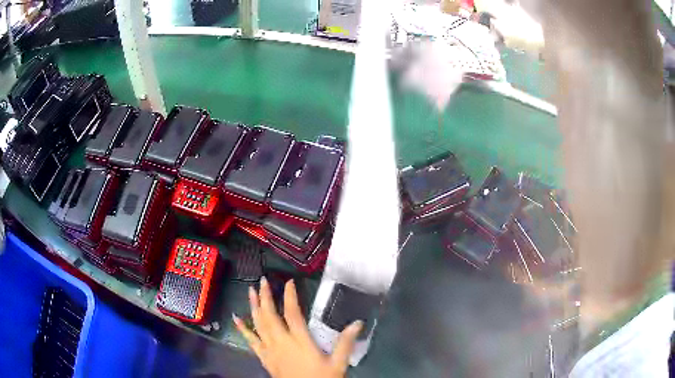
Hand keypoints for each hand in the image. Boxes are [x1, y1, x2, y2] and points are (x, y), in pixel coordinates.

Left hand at [233, 277, 362, 377]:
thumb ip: (346, 343)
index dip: (290, 296)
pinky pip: (251, 341)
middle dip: (266, 297)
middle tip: (263, 281)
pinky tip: (236, 319)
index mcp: (300, 341)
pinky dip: (243, 329)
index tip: (289, 282)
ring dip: (254, 307)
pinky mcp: (264, 357)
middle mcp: (281, 342)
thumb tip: (358, 323)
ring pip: (259, 324)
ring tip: (250, 291)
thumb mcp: (338, 363)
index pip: (293, 314)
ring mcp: (270, 350)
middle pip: (270, 315)